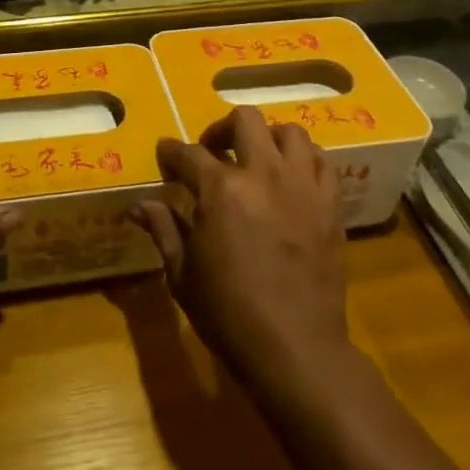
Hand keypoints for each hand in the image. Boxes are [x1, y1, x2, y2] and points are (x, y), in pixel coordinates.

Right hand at [137, 106, 352, 391]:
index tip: (165, 156)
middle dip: (221, 130)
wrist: (296, 349)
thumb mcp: (183, 275)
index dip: (171, 153)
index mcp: (221, 190)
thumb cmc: (229, 314)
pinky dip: (305, 159)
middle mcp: (263, 174)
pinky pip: (322, 161)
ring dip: (268, 138)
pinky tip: (292, 177)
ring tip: (256, 160)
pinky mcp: (331, 204)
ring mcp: (302, 186)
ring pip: (290, 132)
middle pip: (244, 121)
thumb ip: (163, 230)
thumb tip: (138, 205)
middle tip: (212, 152)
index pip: (188, 154)